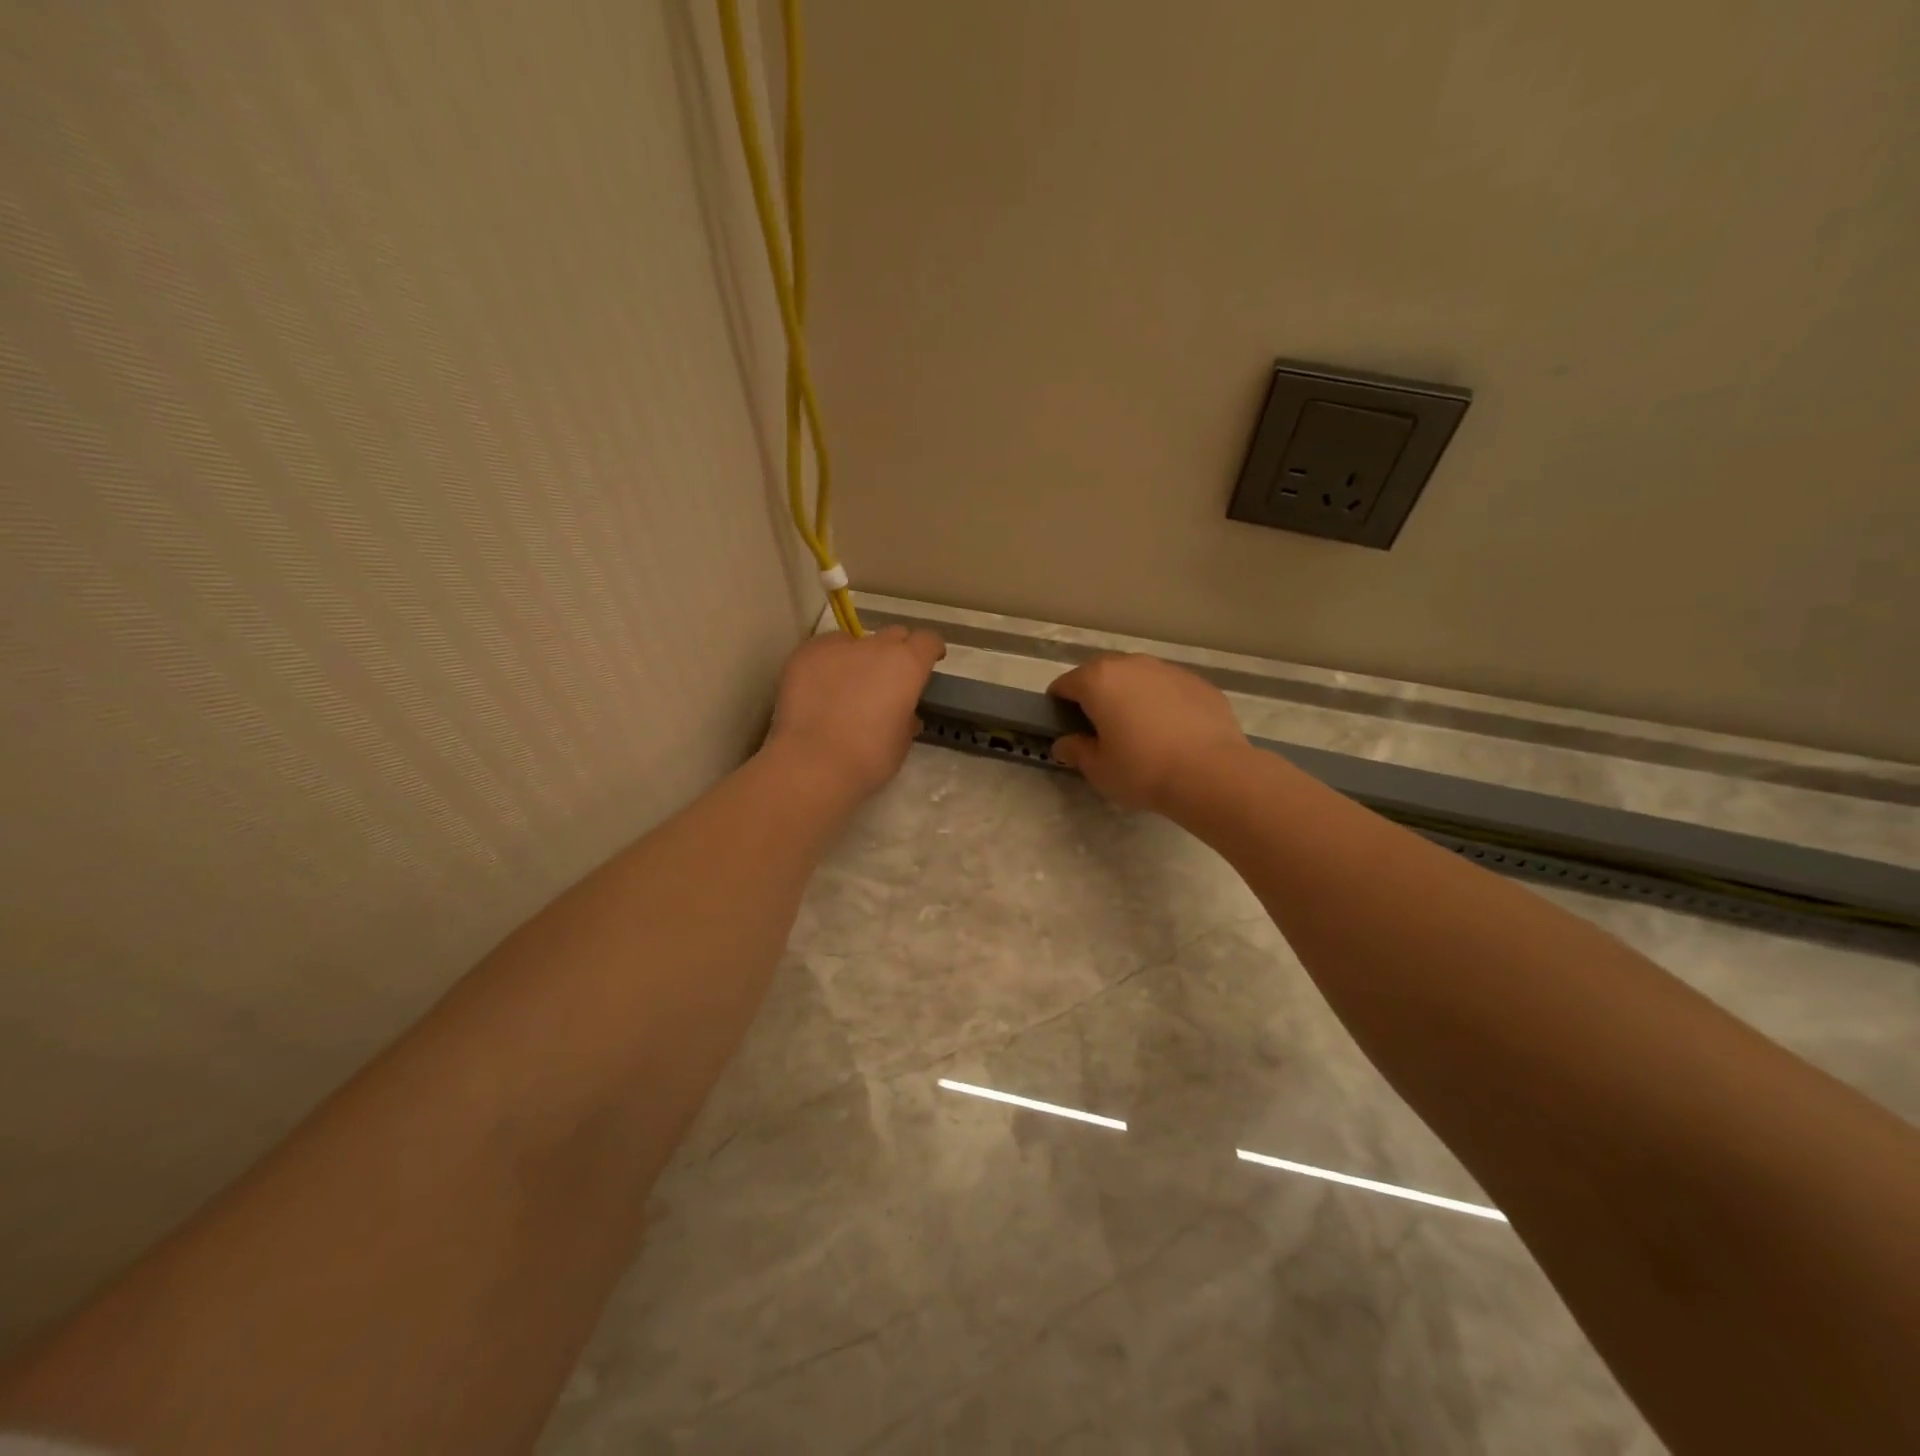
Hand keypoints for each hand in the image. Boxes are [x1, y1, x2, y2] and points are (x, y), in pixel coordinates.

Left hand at [765, 625, 945, 800]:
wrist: (812, 762)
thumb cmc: (868, 758)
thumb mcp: (902, 741)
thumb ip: (906, 717)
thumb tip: (903, 712)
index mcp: (907, 665)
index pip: (928, 640)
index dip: (930, 650)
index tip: (929, 662)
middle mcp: (875, 646)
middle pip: (893, 634)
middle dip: (896, 651)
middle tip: (888, 678)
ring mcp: (837, 646)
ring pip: (855, 642)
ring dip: (859, 658)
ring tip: (846, 686)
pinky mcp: (805, 653)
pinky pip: (823, 651)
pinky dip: (827, 664)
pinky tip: (819, 689)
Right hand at [1048, 653, 1248, 812]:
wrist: (1211, 773)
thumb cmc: (1143, 770)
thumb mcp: (1098, 769)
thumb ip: (1076, 751)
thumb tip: (1064, 744)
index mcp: (1098, 681)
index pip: (1065, 684)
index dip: (1059, 705)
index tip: (1066, 727)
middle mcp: (1131, 664)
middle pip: (1101, 673)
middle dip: (1096, 695)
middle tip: (1101, 729)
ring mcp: (1168, 670)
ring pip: (1138, 677)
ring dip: (1131, 695)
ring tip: (1139, 729)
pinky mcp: (1198, 682)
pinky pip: (1168, 688)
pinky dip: (1162, 702)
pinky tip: (1171, 731)